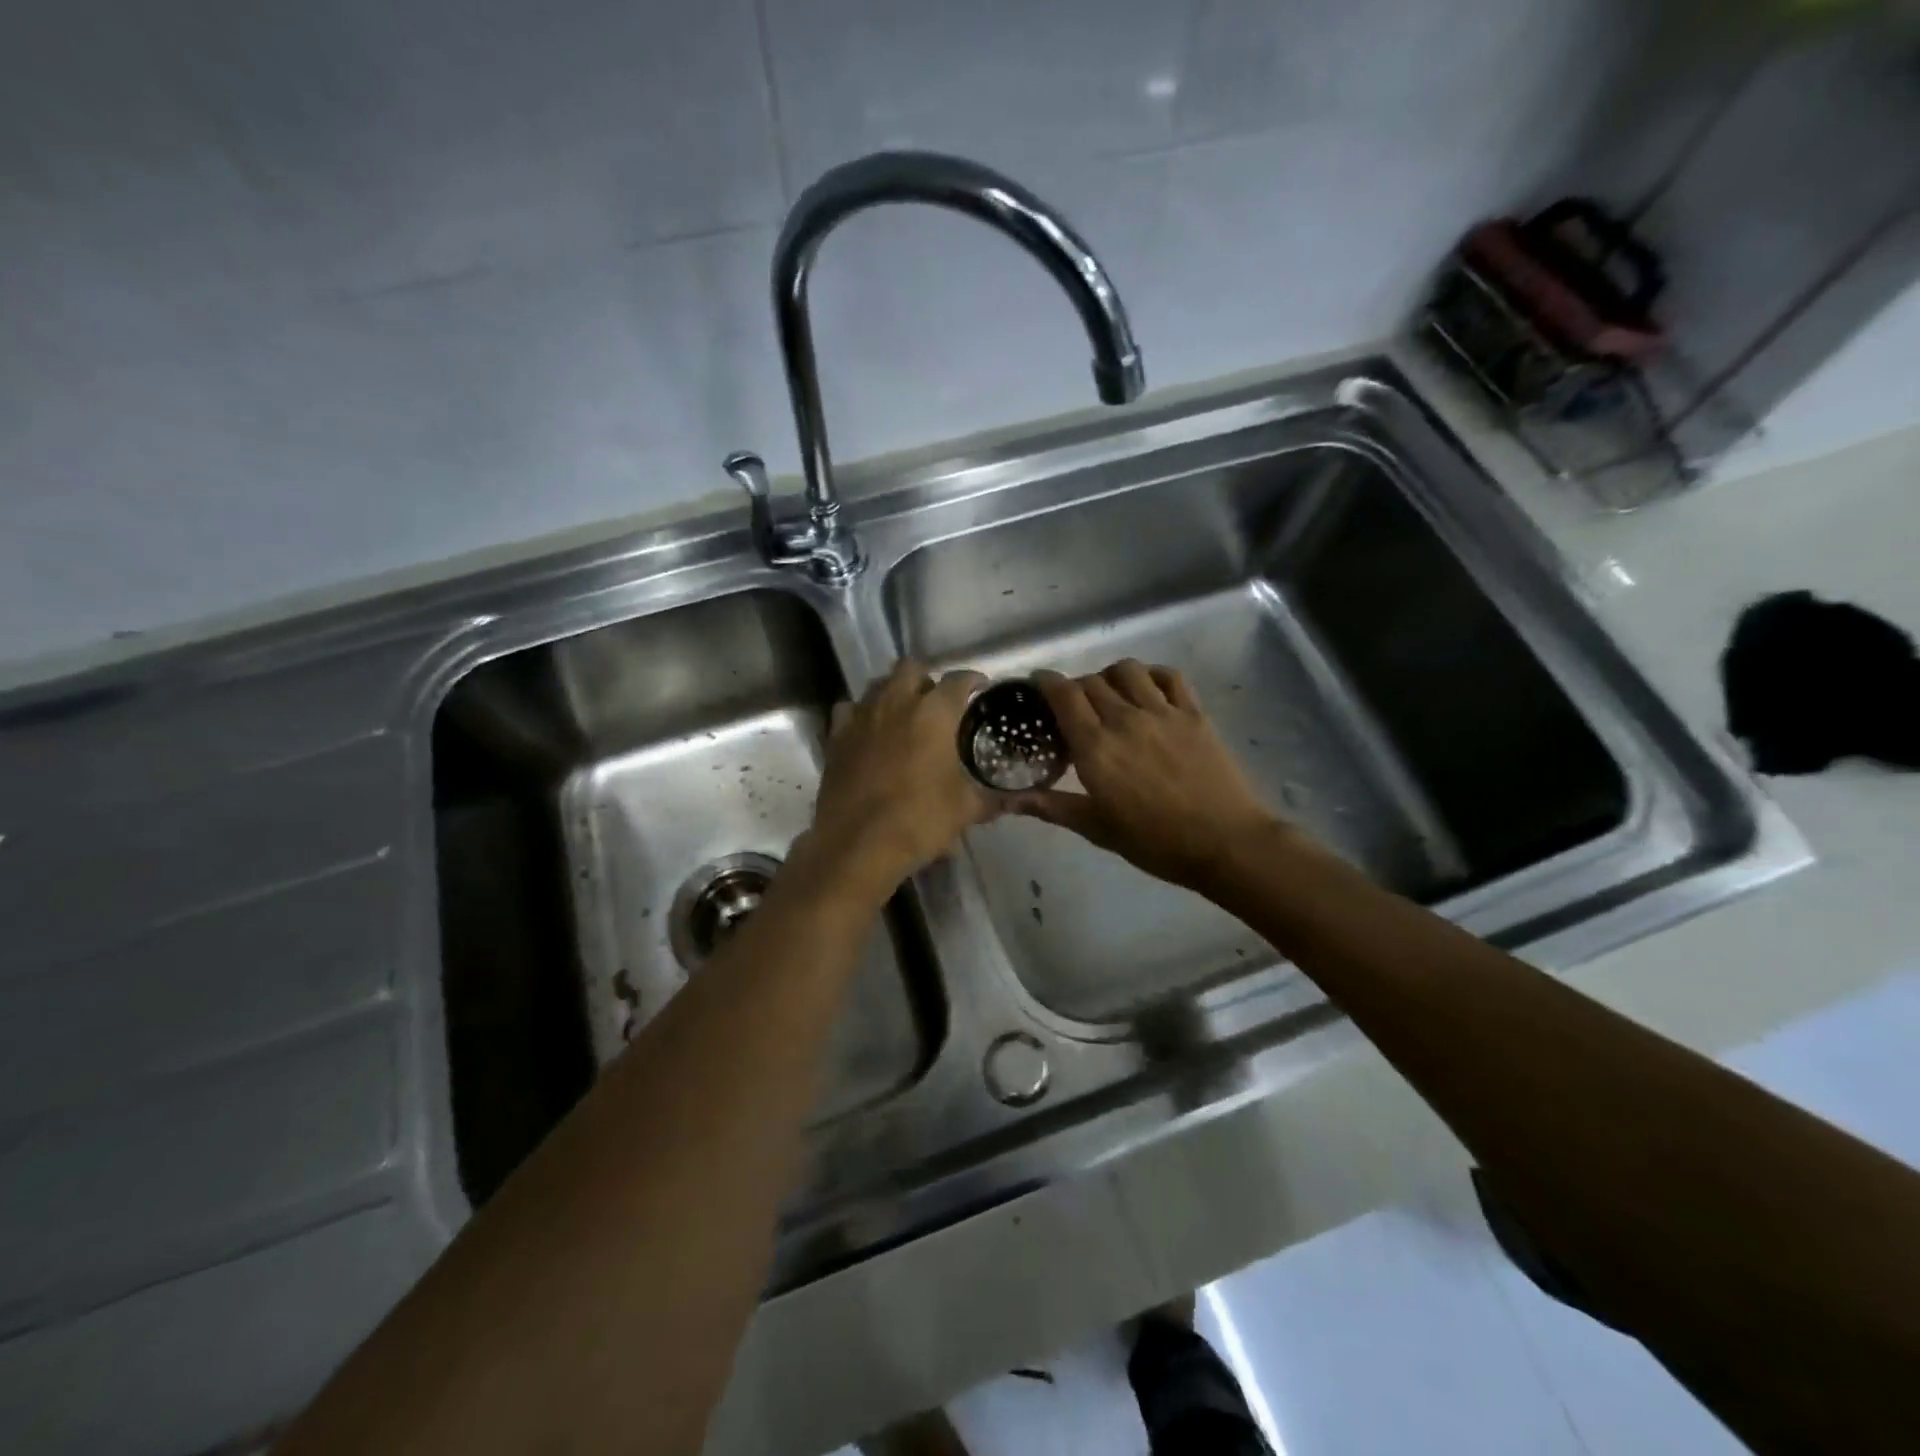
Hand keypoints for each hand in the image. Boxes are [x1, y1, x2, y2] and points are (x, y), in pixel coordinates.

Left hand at [797, 658, 995, 898]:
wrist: (858, 843)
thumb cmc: (919, 820)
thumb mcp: (966, 810)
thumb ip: (993, 798)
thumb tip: (1018, 800)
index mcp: (934, 712)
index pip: (959, 680)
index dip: (973, 680)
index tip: (980, 688)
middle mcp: (897, 702)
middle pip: (912, 668)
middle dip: (927, 679)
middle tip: (938, 702)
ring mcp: (862, 716)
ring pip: (879, 684)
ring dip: (895, 692)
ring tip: (905, 713)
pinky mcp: (836, 736)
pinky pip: (849, 709)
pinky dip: (862, 713)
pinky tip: (869, 730)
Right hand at [1010, 661, 1290, 892]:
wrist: (1224, 842)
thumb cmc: (1155, 842)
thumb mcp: (1097, 828)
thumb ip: (1052, 807)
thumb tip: (1009, 801)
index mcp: (1096, 747)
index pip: (1064, 695)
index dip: (1046, 682)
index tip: (1037, 684)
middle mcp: (1125, 719)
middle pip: (1091, 681)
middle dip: (1075, 686)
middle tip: (1073, 706)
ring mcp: (1163, 712)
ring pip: (1128, 670)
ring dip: (1110, 675)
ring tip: (1110, 693)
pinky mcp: (1194, 713)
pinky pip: (1169, 676)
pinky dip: (1152, 674)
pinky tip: (1148, 688)